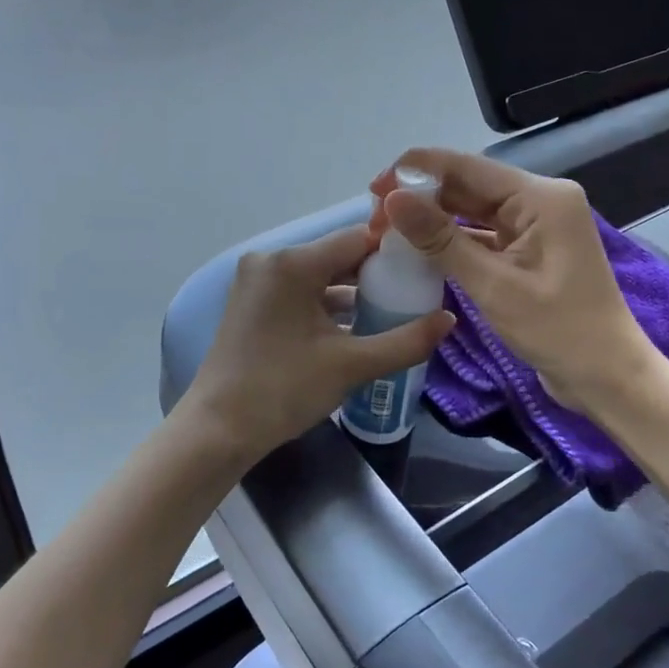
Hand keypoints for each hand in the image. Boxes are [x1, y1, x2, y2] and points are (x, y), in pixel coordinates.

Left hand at [185, 225, 454, 462]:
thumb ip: (406, 340)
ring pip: (320, 276)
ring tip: (395, 311)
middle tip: (417, 294)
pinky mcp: (253, 303)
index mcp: (293, 263)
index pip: (357, 238)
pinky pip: (301, 292)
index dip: (394, 251)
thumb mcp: (351, 365)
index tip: (426, 268)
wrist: (218, 429)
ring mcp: (258, 282)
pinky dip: (328, 305)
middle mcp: (271, 261)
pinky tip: (358, 326)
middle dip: (377, 275)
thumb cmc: (283, 390)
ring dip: (354, 292)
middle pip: (338, 255)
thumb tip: (450, 320)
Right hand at [370, 150, 652, 409]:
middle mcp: (539, 200)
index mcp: (540, 197)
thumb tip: (392, 198)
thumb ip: (440, 239)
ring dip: (433, 219)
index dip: (416, 171)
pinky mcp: (529, 250)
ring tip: (388, 233)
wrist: (607, 378)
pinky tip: (419, 250)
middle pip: (468, 185)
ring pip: (472, 210)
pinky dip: (452, 241)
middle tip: (375, 220)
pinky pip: (483, 234)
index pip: (467, 167)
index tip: (373, 189)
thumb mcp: (493, 285)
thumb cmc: (558, 331)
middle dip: (421, 197)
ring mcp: (535, 226)